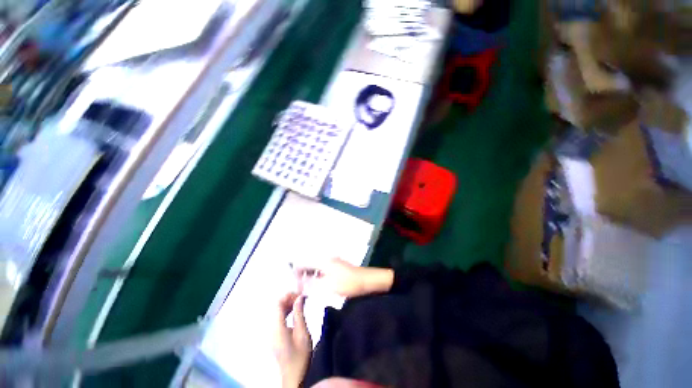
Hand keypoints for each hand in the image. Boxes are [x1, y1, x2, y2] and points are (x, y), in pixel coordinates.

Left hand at [273, 293, 311, 387]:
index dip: (288, 295)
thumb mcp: (302, 333)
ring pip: (277, 311)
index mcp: (277, 327)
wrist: (293, 376)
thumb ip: (299, 313)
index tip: (300, 294)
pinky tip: (295, 312)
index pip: (278, 303)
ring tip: (301, 303)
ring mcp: (271, 332)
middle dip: (289, 299)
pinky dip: (286, 311)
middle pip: (276, 306)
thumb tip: (300, 297)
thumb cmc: (300, 355)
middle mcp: (271, 328)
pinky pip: (278, 318)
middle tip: (302, 298)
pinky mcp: (274, 335)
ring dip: (288, 304)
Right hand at [297, 258, 393, 298]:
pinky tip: (316, 285)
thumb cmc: (348, 283)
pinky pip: (321, 270)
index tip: (294, 285)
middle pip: (309, 264)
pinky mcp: (335, 267)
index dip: (296, 273)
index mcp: (323, 261)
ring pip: (315, 268)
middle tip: (298, 288)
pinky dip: (317, 277)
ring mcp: (331, 262)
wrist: (366, 281)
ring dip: (309, 276)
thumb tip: (299, 285)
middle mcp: (325, 259)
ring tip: (305, 288)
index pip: (303, 263)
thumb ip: (312, 285)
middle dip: (302, 275)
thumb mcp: (328, 286)